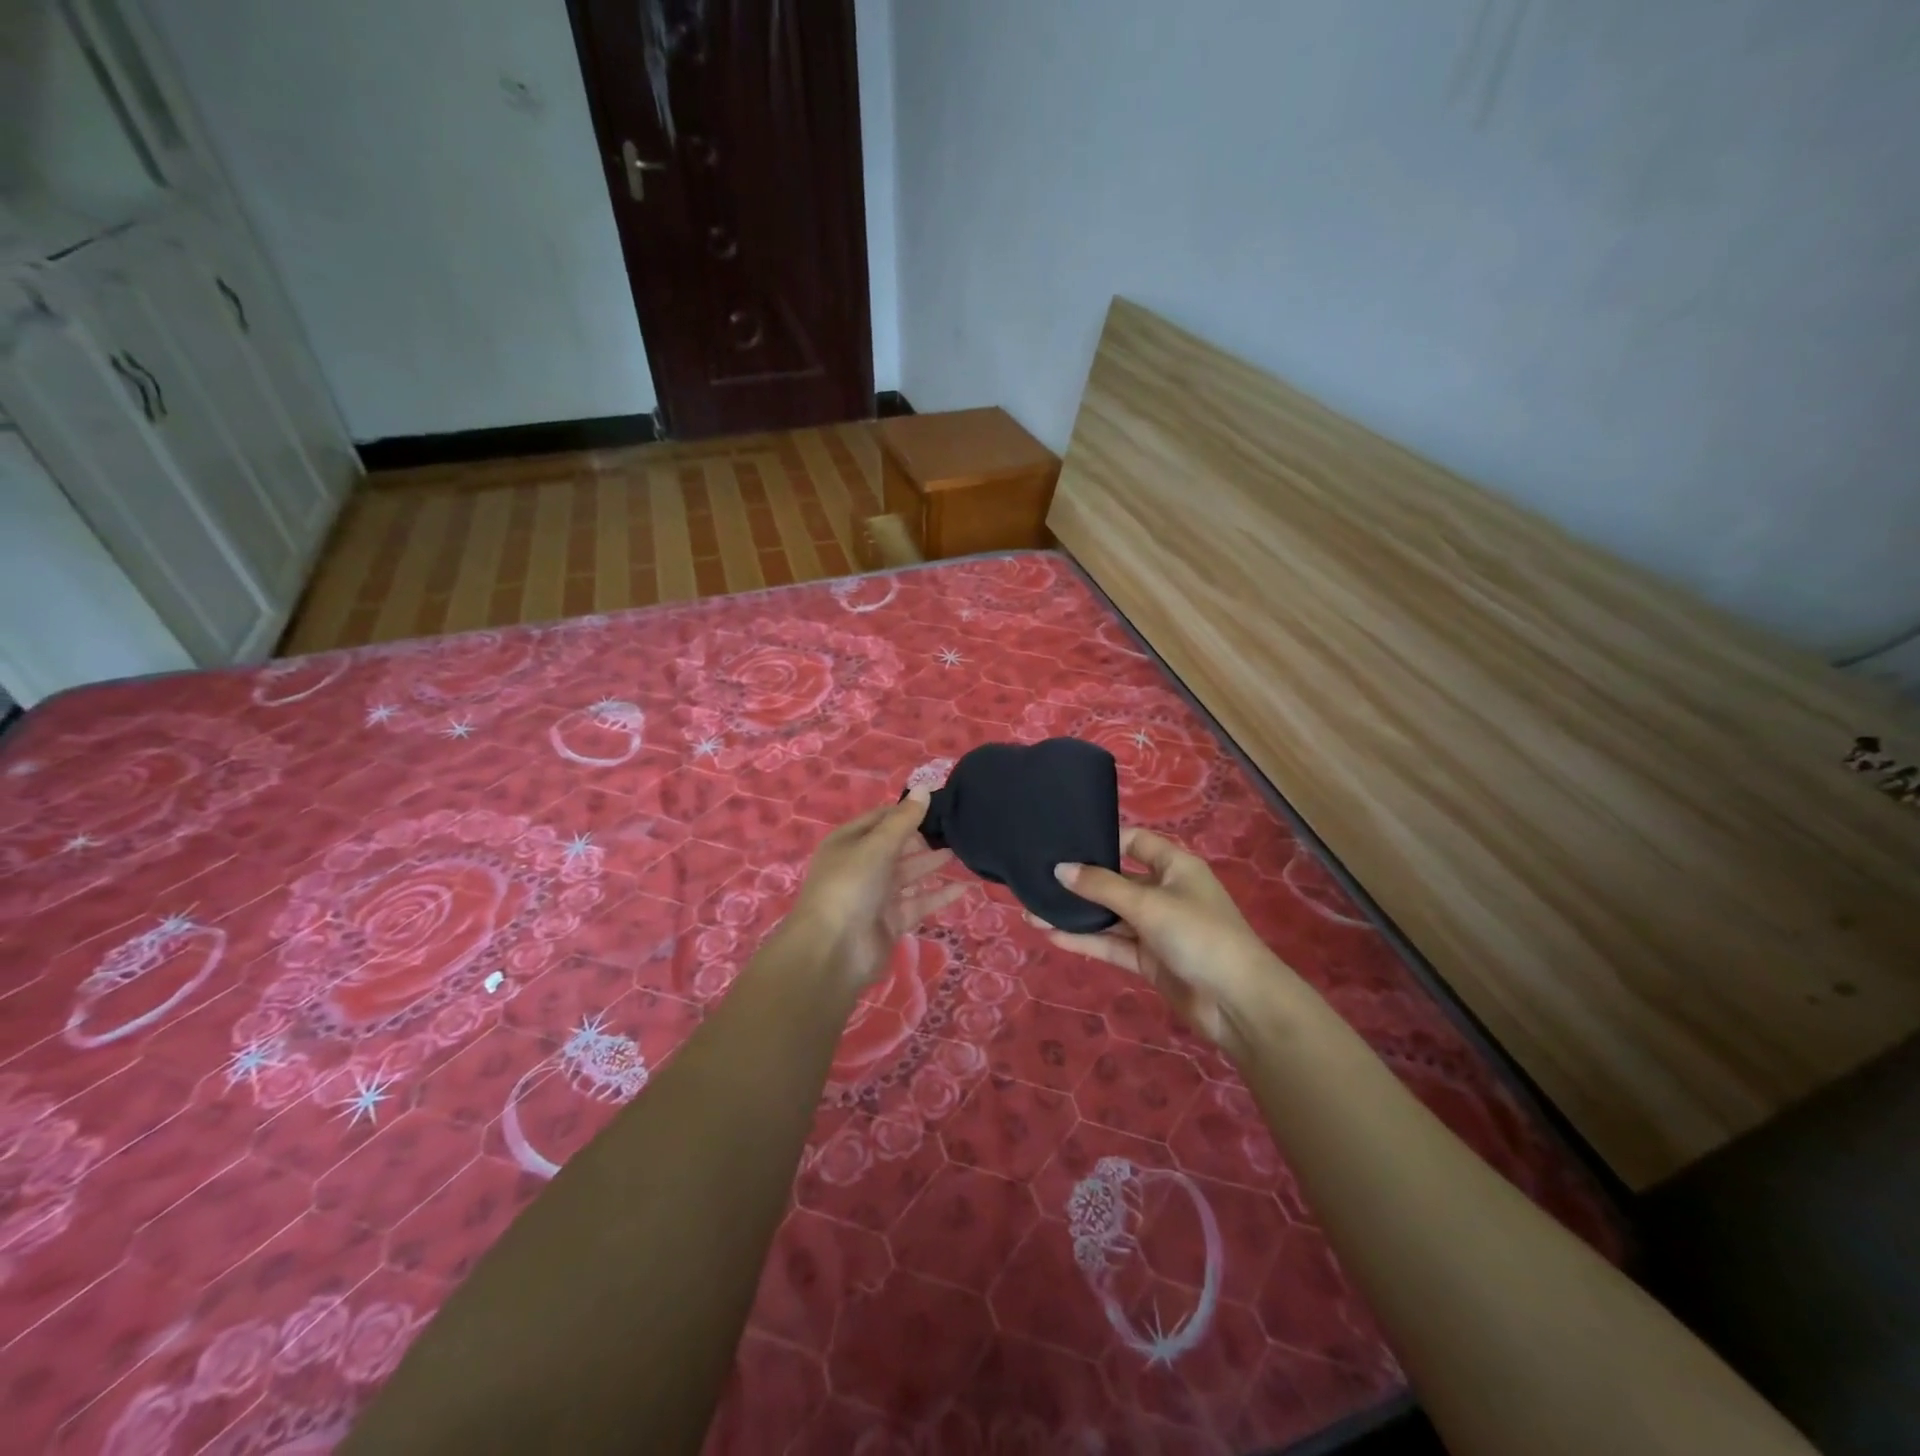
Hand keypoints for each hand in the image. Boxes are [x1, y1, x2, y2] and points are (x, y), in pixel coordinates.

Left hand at [787, 790, 968, 988]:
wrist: (832, 951)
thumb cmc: (850, 886)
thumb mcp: (877, 846)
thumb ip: (904, 820)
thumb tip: (925, 787)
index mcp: (848, 842)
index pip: (880, 819)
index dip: (906, 811)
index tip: (938, 804)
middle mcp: (860, 866)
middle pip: (895, 847)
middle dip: (922, 838)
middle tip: (955, 828)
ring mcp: (875, 896)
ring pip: (908, 874)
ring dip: (931, 864)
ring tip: (961, 850)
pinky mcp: (890, 922)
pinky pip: (918, 903)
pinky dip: (939, 895)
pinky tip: (965, 887)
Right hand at [1042, 828, 1288, 1056]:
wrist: (1238, 1003)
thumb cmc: (1199, 935)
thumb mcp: (1148, 903)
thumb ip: (1102, 886)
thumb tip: (1060, 869)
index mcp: (1174, 866)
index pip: (1134, 842)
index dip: (1102, 840)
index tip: (1064, 842)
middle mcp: (1164, 892)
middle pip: (1116, 880)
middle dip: (1080, 882)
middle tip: (1038, 878)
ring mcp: (1156, 928)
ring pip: (1109, 915)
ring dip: (1076, 914)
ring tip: (1031, 910)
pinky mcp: (1149, 959)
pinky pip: (1112, 944)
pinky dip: (1085, 940)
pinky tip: (1051, 934)